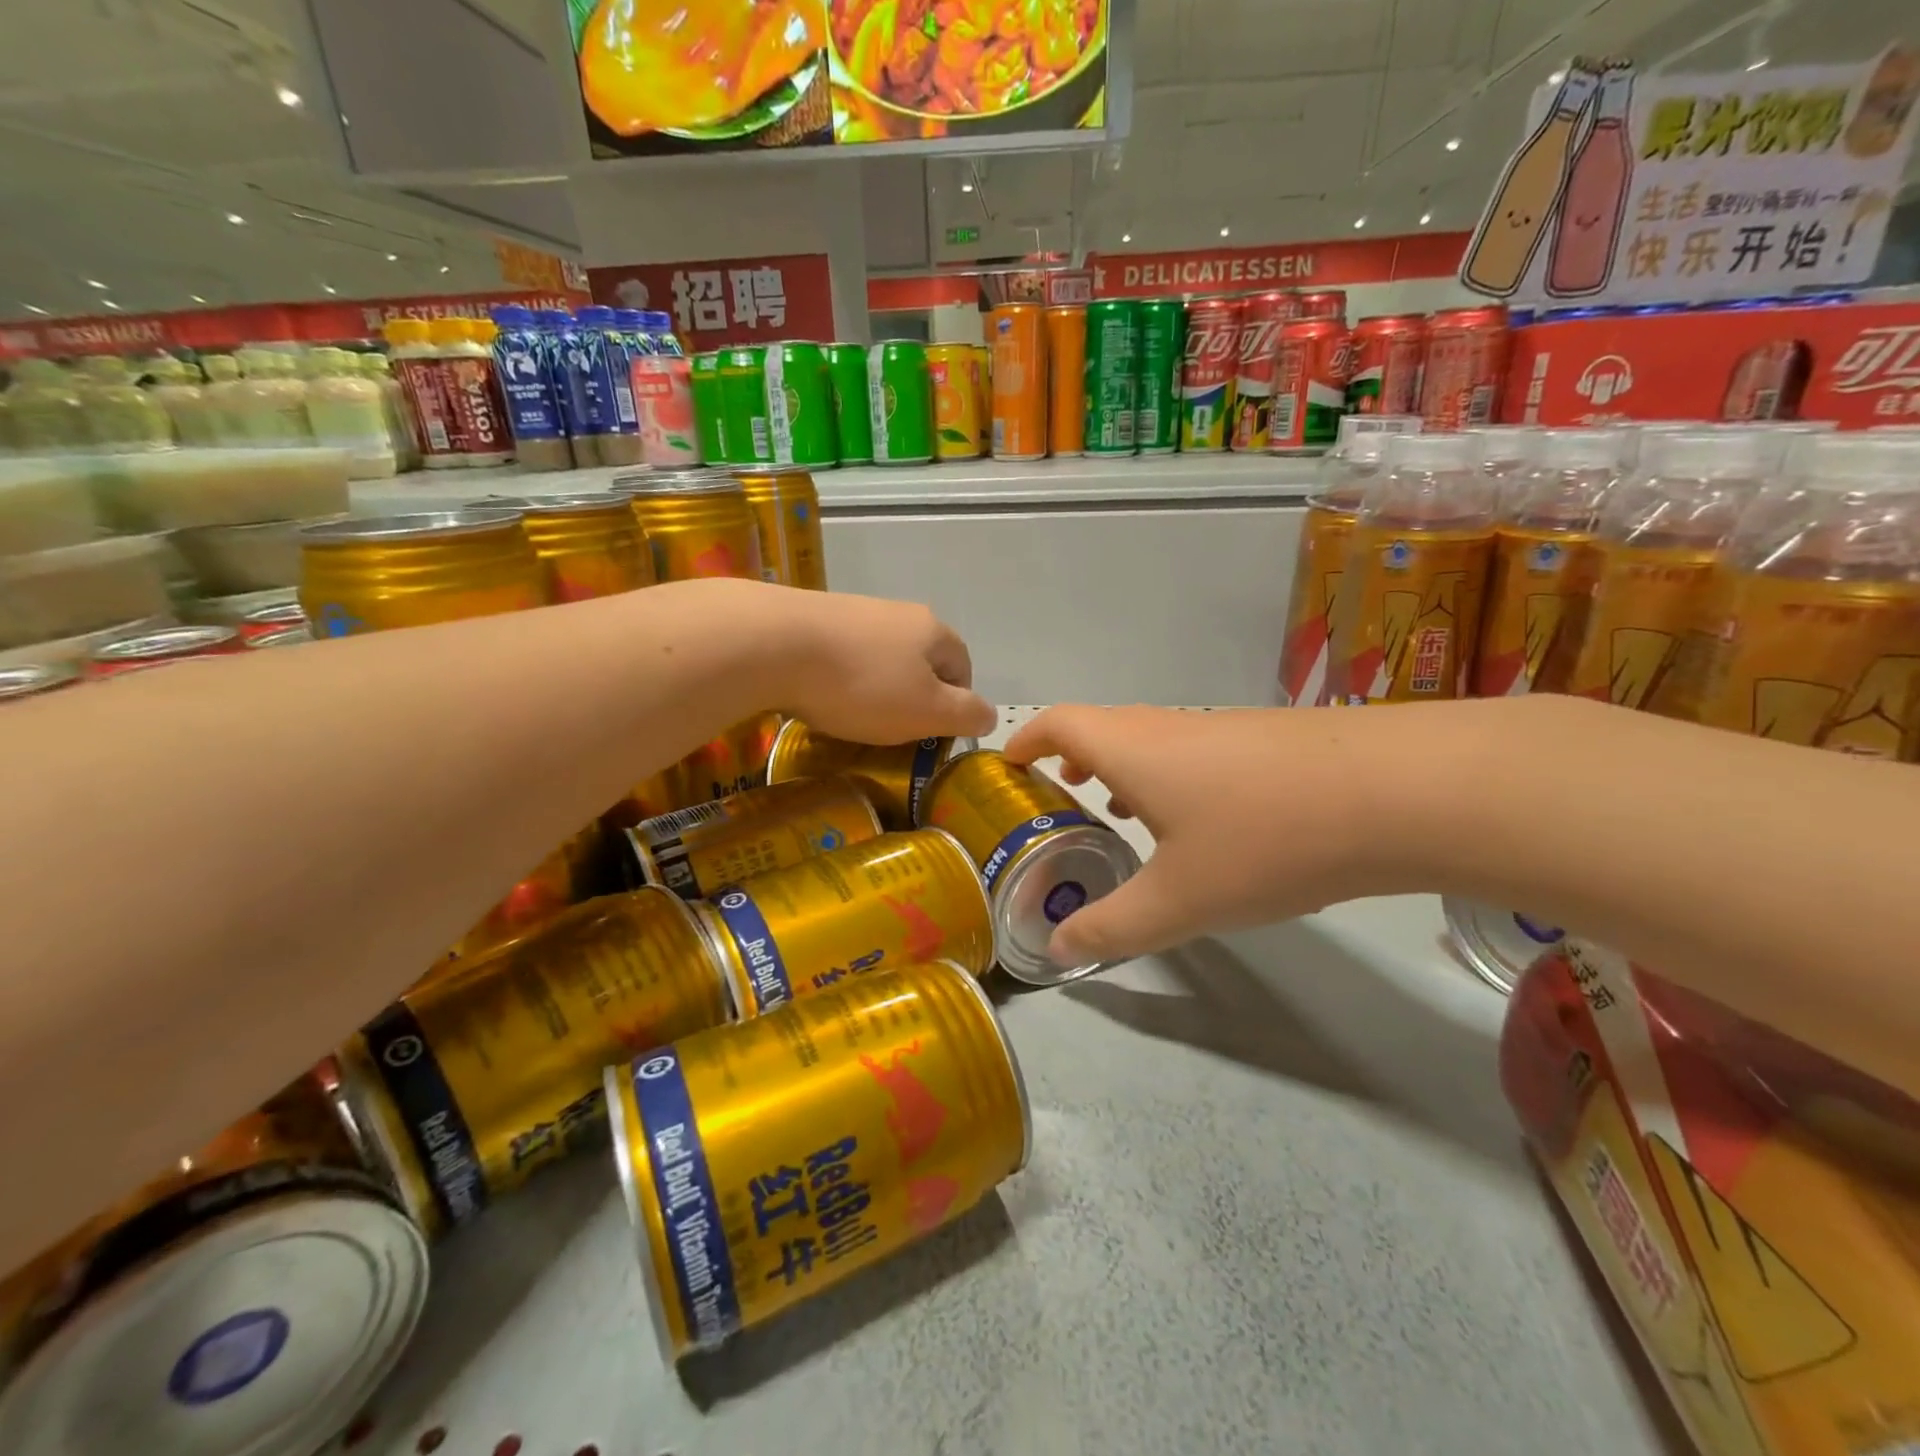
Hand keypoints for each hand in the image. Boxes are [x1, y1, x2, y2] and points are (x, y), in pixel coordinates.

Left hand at [773, 587, 997, 744]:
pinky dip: (839, 680)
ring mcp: (854, 611)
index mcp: (933, 630)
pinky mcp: (813, 618)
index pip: (962, 668)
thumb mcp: (927, 711)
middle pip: (919, 662)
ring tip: (852, 718)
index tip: (932, 735)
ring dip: (874, 690)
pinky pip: (841, 656)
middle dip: (912, 698)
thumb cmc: (863, 684)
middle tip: (893, 731)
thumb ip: (966, 715)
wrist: (773, 643)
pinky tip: (820, 698)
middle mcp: (898, 612)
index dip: (955, 705)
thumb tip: (990, 715)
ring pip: (879, 660)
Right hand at [1003, 704, 1415, 964]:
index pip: (1059, 724)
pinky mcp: (1264, 741)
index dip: (1027, 741)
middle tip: (1060, 797)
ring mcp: (1221, 729)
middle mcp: (1169, 727)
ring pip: (1151, 740)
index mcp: (1131, 750)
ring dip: (1124, 769)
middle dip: (1071, 759)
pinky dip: (1169, 777)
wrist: (1395, 793)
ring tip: (1121, 813)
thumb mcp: (1178, 900)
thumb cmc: (1263, 839)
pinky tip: (1200, 825)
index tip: (1009, 765)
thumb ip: (1112, 926)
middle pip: (1102, 727)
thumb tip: (1057, 947)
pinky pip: (1193, 751)